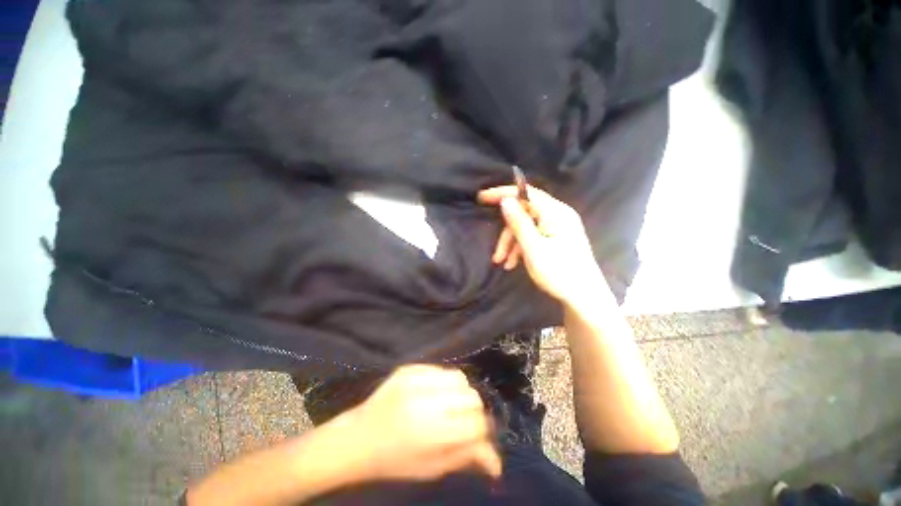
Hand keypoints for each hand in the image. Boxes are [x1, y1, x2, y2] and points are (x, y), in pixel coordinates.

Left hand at [342, 365, 501, 482]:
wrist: (358, 438)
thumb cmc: (395, 461)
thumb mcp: (431, 468)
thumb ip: (466, 458)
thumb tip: (496, 462)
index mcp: (432, 433)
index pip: (476, 423)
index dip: (481, 431)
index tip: (475, 435)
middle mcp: (427, 401)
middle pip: (471, 396)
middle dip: (472, 410)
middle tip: (460, 420)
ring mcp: (416, 380)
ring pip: (459, 378)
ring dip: (460, 392)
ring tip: (447, 405)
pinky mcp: (409, 368)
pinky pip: (440, 369)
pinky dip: (443, 381)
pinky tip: (432, 393)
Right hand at [478, 185, 605, 303]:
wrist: (585, 298)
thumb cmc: (560, 273)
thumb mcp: (533, 249)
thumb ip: (518, 223)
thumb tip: (505, 200)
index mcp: (555, 212)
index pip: (525, 193)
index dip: (502, 193)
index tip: (481, 197)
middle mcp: (558, 215)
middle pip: (523, 213)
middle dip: (506, 232)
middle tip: (495, 253)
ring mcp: (558, 226)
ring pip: (526, 227)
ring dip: (512, 243)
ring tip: (502, 263)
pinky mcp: (556, 237)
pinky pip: (533, 235)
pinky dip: (521, 247)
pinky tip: (513, 263)